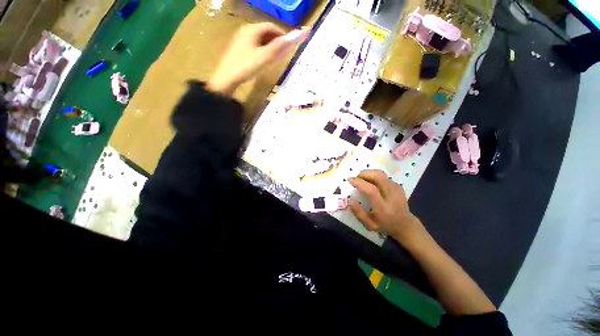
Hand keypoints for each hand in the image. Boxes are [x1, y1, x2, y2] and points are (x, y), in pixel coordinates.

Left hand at [207, 23, 308, 95]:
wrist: (227, 78)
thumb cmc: (247, 66)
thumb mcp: (266, 57)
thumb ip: (281, 46)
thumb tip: (299, 34)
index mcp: (252, 29)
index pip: (271, 27)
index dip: (282, 35)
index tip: (290, 46)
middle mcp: (246, 31)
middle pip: (265, 33)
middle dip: (276, 42)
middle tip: (284, 54)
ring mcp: (241, 40)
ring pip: (260, 41)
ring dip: (270, 47)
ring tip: (276, 59)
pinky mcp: (238, 50)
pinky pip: (254, 47)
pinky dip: (262, 52)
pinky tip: (264, 61)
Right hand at [348, 170, 426, 246]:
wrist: (406, 225)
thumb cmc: (385, 226)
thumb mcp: (370, 225)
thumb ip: (359, 213)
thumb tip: (349, 200)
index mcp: (384, 208)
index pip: (372, 190)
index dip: (359, 182)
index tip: (350, 180)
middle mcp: (392, 196)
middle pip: (378, 176)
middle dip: (364, 173)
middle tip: (356, 178)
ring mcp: (397, 189)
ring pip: (381, 174)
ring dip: (368, 173)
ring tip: (362, 179)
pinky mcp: (398, 185)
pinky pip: (383, 176)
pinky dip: (374, 176)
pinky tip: (370, 182)